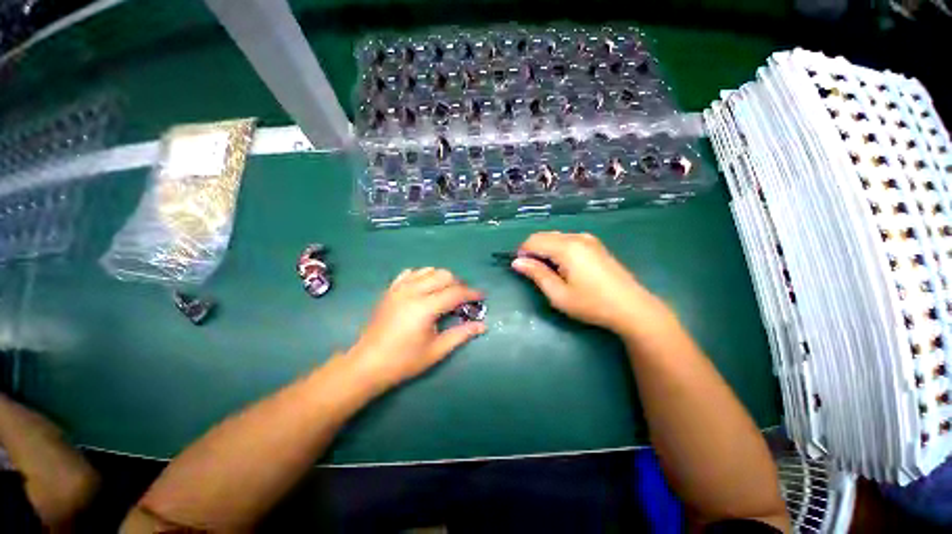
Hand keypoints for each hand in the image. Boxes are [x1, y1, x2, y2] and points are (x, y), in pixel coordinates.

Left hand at [347, 268, 484, 391]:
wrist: (368, 363)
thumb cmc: (404, 360)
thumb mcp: (436, 350)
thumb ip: (461, 334)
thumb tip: (483, 326)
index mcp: (425, 307)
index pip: (455, 292)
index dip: (472, 293)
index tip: (482, 297)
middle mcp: (413, 291)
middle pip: (443, 275)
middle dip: (458, 284)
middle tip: (463, 299)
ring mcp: (399, 288)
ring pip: (428, 270)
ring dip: (441, 278)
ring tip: (445, 293)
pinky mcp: (390, 290)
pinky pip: (410, 273)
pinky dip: (422, 276)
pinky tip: (425, 288)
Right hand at [512, 232, 668, 333]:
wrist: (632, 308)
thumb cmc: (591, 304)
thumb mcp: (559, 294)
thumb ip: (536, 274)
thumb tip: (517, 262)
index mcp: (566, 248)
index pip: (533, 241)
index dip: (522, 252)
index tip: (520, 269)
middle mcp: (576, 237)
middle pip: (544, 236)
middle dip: (533, 250)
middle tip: (533, 272)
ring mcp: (588, 239)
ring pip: (555, 237)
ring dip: (545, 249)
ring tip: (548, 271)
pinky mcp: (595, 244)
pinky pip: (567, 240)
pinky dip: (557, 248)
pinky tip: (563, 266)